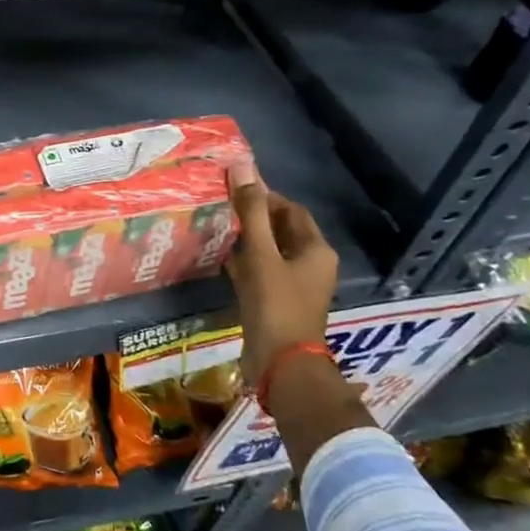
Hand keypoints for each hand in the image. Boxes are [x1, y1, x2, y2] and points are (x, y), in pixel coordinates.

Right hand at [224, 171, 338, 389]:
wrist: (280, 364)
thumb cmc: (276, 305)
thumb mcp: (261, 254)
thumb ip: (251, 211)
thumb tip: (243, 166)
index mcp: (316, 250)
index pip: (290, 210)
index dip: (264, 196)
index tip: (233, 188)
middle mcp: (309, 265)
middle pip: (279, 229)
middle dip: (252, 216)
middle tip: (219, 205)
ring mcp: (293, 286)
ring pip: (267, 251)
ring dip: (244, 239)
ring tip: (214, 226)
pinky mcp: (275, 302)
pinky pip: (259, 272)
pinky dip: (241, 262)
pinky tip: (218, 257)